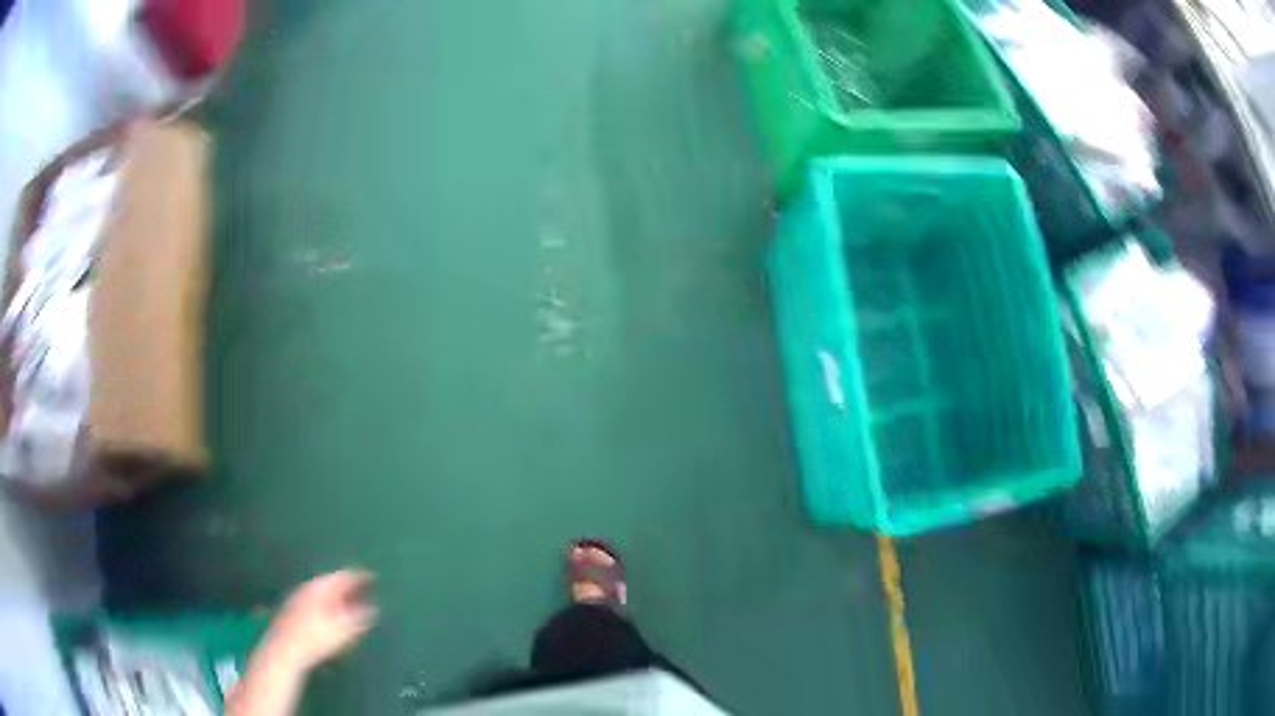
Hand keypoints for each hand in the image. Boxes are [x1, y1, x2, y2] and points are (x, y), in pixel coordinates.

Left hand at [264, 569, 377, 671]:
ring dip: (338, 596)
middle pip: (332, 582)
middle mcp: (308, 587)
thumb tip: (372, 609)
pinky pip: (317, 600)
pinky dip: (329, 603)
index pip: (343, 576)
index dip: (360, 576)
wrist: (285, 649)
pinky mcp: (294, 609)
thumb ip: (359, 618)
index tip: (374, 576)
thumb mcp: (342, 629)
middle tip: (365, 590)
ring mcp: (299, 597)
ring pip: (323, 592)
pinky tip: (333, 615)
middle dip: (349, 587)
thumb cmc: (315, 638)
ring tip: (352, 603)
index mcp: (320, 587)